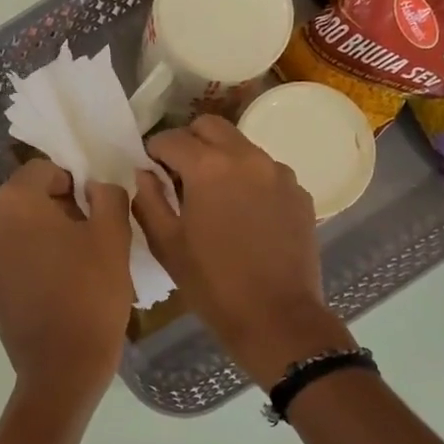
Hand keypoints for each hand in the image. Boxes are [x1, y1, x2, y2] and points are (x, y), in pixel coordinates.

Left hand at [0, 159, 133, 400]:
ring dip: (45, 234)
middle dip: (59, 209)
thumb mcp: (113, 236)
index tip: (96, 213)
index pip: (45, 170)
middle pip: (27, 198)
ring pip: (19, 227)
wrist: (62, 366)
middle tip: (91, 237)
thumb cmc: (90, 294)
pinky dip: (32, 257)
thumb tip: (95, 188)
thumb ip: (107, 196)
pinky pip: (11, 254)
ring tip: (76, 263)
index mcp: (11, 203)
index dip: (75, 185)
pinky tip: (58, 282)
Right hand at [132, 116, 354, 389]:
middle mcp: (247, 157)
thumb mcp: (167, 245)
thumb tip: (144, 174)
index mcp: (209, 167)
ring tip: (213, 197)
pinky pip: (267, 172)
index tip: (149, 169)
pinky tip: (244, 215)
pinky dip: (249, 181)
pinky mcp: (299, 194)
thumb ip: (148, 201)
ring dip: (221, 159)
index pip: (171, 138)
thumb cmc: (212, 285)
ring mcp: (279, 173)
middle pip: (211, 127)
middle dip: (190, 142)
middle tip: (178, 174)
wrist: (276, 317)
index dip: (154, 151)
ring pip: (242, 147)